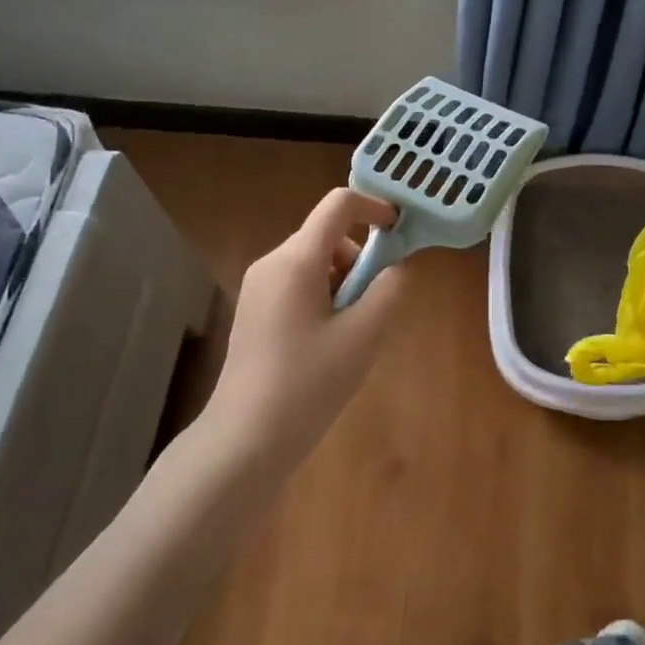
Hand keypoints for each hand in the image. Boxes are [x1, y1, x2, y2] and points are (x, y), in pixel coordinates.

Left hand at [207, 188, 408, 463]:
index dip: (374, 207)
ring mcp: (258, 288)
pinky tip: (327, 345)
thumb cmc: (309, 383)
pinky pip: (298, 285)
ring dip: (344, 284)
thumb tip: (395, 268)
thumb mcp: (364, 335)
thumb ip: (389, 290)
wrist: (245, 439)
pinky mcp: (254, 311)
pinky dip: (324, 299)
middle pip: (327, 237)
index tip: (400, 232)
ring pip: (315, 264)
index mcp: (296, 260)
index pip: (338, 205)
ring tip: (351, 334)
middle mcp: (272, 263)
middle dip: (360, 261)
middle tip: (373, 308)